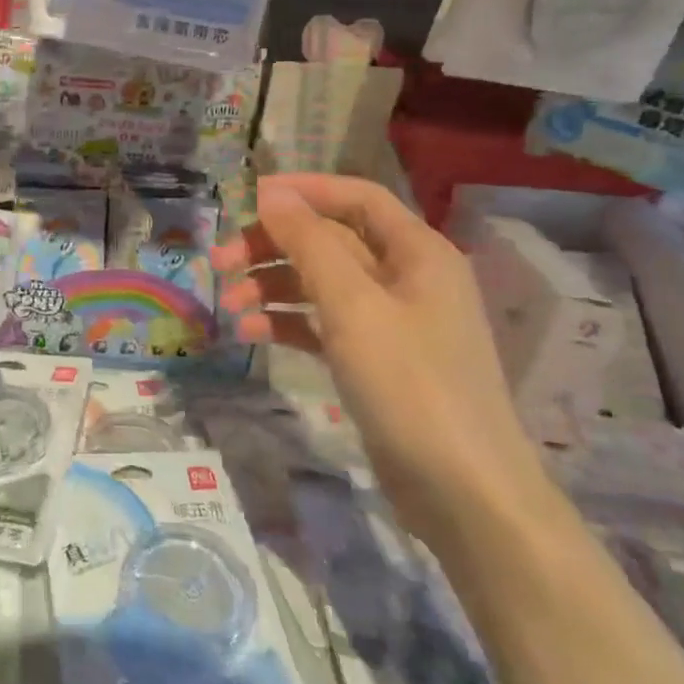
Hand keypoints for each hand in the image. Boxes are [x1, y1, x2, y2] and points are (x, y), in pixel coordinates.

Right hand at [213, 174, 546, 538]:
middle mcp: (405, 278)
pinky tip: (250, 334)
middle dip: (272, 246)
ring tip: (229, 305)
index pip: (356, 197)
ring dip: (271, 286)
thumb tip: (271, 193)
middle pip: (329, 241)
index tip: (245, 198)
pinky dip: (286, 323)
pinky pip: (322, 324)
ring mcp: (390, 322)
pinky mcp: (374, 360)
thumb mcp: (352, 305)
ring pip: (319, 283)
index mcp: (416, 252)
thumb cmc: (409, 383)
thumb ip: (309, 243)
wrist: (462, 492)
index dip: (302, 191)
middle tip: (220, 262)